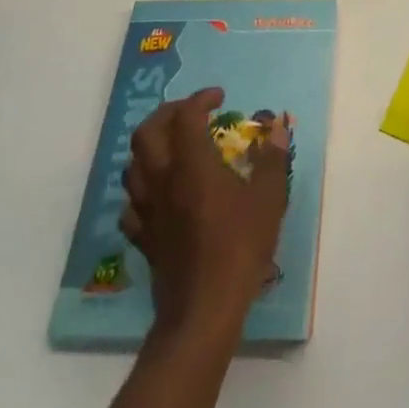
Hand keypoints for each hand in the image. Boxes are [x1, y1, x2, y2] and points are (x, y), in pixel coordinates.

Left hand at [121, 87, 290, 332]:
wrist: (203, 309)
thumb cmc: (240, 247)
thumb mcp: (269, 199)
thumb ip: (272, 160)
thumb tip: (277, 129)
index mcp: (192, 165)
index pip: (186, 116)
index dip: (200, 99)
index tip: (219, 98)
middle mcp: (163, 180)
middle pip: (147, 133)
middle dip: (167, 113)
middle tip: (191, 112)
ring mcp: (147, 210)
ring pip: (132, 166)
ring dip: (150, 147)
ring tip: (173, 147)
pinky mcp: (142, 238)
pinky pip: (131, 204)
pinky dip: (142, 189)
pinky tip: (159, 194)